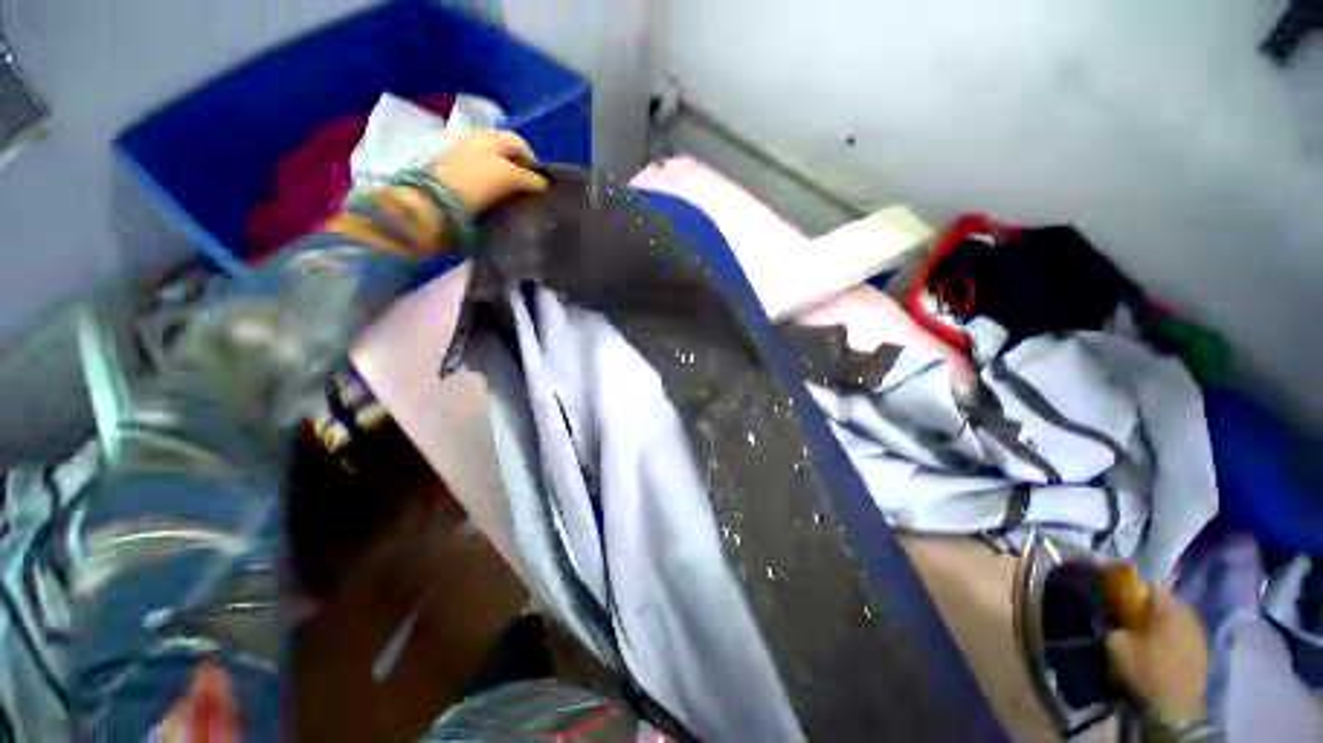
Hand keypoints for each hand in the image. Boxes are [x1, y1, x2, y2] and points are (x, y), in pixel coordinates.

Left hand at [429, 129, 547, 215]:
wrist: (438, 198)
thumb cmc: (479, 182)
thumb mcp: (510, 178)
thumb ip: (530, 179)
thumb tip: (542, 183)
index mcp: (491, 135)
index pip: (520, 143)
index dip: (533, 161)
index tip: (540, 182)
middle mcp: (477, 136)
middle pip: (505, 148)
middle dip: (518, 165)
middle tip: (527, 187)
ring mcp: (463, 149)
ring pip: (492, 158)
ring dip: (505, 172)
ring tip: (512, 191)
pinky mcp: (454, 165)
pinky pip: (480, 167)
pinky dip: (491, 177)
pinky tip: (495, 191)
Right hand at [1106, 588, 1208, 723]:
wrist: (1177, 706)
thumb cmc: (1147, 669)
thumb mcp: (1117, 645)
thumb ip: (1112, 624)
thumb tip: (1110, 616)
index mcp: (1169, 606)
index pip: (1149, 584)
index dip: (1132, 586)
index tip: (1118, 594)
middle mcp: (1188, 613)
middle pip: (1165, 600)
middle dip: (1148, 605)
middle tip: (1130, 615)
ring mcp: (1198, 632)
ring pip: (1176, 617)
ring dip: (1160, 620)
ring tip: (1144, 632)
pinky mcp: (1201, 649)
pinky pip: (1182, 631)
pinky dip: (1170, 634)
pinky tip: (1159, 646)